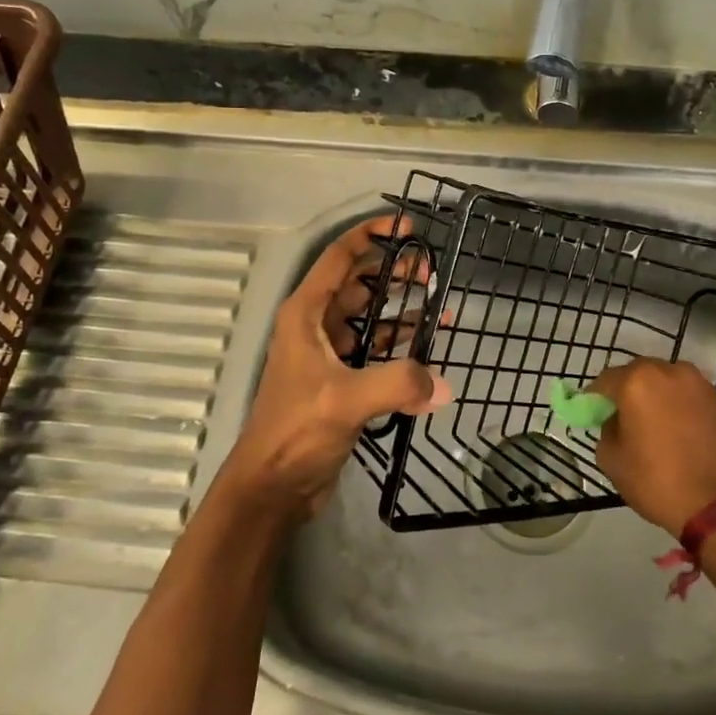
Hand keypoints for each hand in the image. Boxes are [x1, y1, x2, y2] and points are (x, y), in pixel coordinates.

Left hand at [223, 215, 451, 519]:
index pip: (341, 257)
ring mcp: (329, 353)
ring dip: (402, 310)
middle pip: (360, 283)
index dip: (373, 235)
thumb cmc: (296, 431)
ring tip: (440, 307)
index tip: (410, 228)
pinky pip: (376, 351)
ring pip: (370, 318)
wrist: (272, 486)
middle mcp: (316, 325)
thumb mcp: (345, 400)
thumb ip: (397, 383)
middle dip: (395, 273)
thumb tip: (443, 385)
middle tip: (432, 272)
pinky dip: (401, 346)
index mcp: (307, 313)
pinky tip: (429, 349)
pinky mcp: (341, 381)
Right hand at [589, 358, 715, 534]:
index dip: (594, 398)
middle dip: (624, 392)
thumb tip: (616, 421)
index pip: (604, 381)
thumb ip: (606, 430)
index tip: (591, 414)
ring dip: (652, 395)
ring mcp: (697, 382)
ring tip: (650, 424)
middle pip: (635, 374)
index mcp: (637, 381)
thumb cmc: (658, 481)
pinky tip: (673, 428)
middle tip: (620, 419)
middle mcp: (668, 371)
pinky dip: (674, 404)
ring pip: (663, 381)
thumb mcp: (612, 460)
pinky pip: (684, 393)